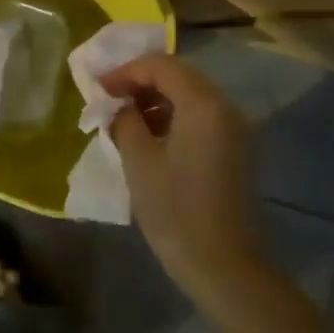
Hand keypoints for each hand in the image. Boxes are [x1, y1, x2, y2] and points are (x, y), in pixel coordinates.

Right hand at [102, 54, 260, 298]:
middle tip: (108, 100)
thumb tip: (119, 108)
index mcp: (203, 104)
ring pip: (190, 95)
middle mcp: (225, 107)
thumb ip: (125, 121)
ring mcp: (235, 128)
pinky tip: (150, 138)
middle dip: (140, 82)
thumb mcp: (138, 161)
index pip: (160, 65)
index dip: (125, 71)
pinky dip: (173, 117)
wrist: (225, 267)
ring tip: (125, 121)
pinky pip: (200, 116)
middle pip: (178, 75)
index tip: (98, 90)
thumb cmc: (176, 211)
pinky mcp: (236, 148)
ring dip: (156, 99)